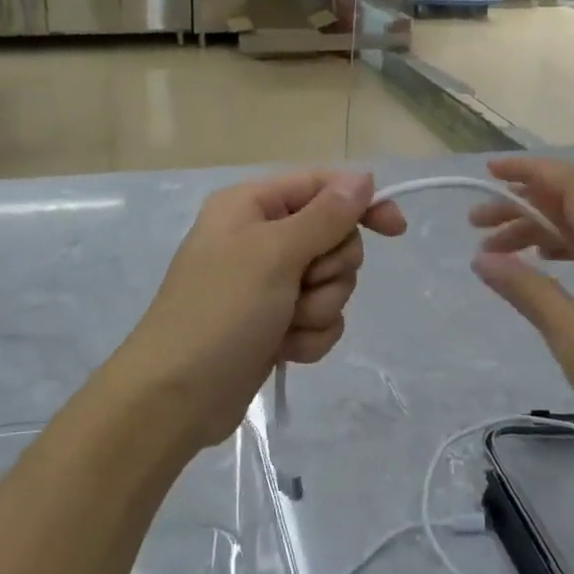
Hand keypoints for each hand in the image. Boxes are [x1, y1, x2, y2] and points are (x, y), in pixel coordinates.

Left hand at [111, 171, 407, 453]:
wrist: (177, 395)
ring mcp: (267, 284)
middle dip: (329, 270)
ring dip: (318, 309)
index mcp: (251, 206)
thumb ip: (325, 215)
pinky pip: (319, 319)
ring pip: (331, 284)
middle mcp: (260, 238)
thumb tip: (363, 177)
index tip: (395, 229)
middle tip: (302, 286)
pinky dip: (308, 336)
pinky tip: (283, 350)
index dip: (360, 203)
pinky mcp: (275, 324)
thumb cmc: (221, 311)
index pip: (321, 187)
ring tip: (285, 325)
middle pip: (332, 238)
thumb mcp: (274, 254)